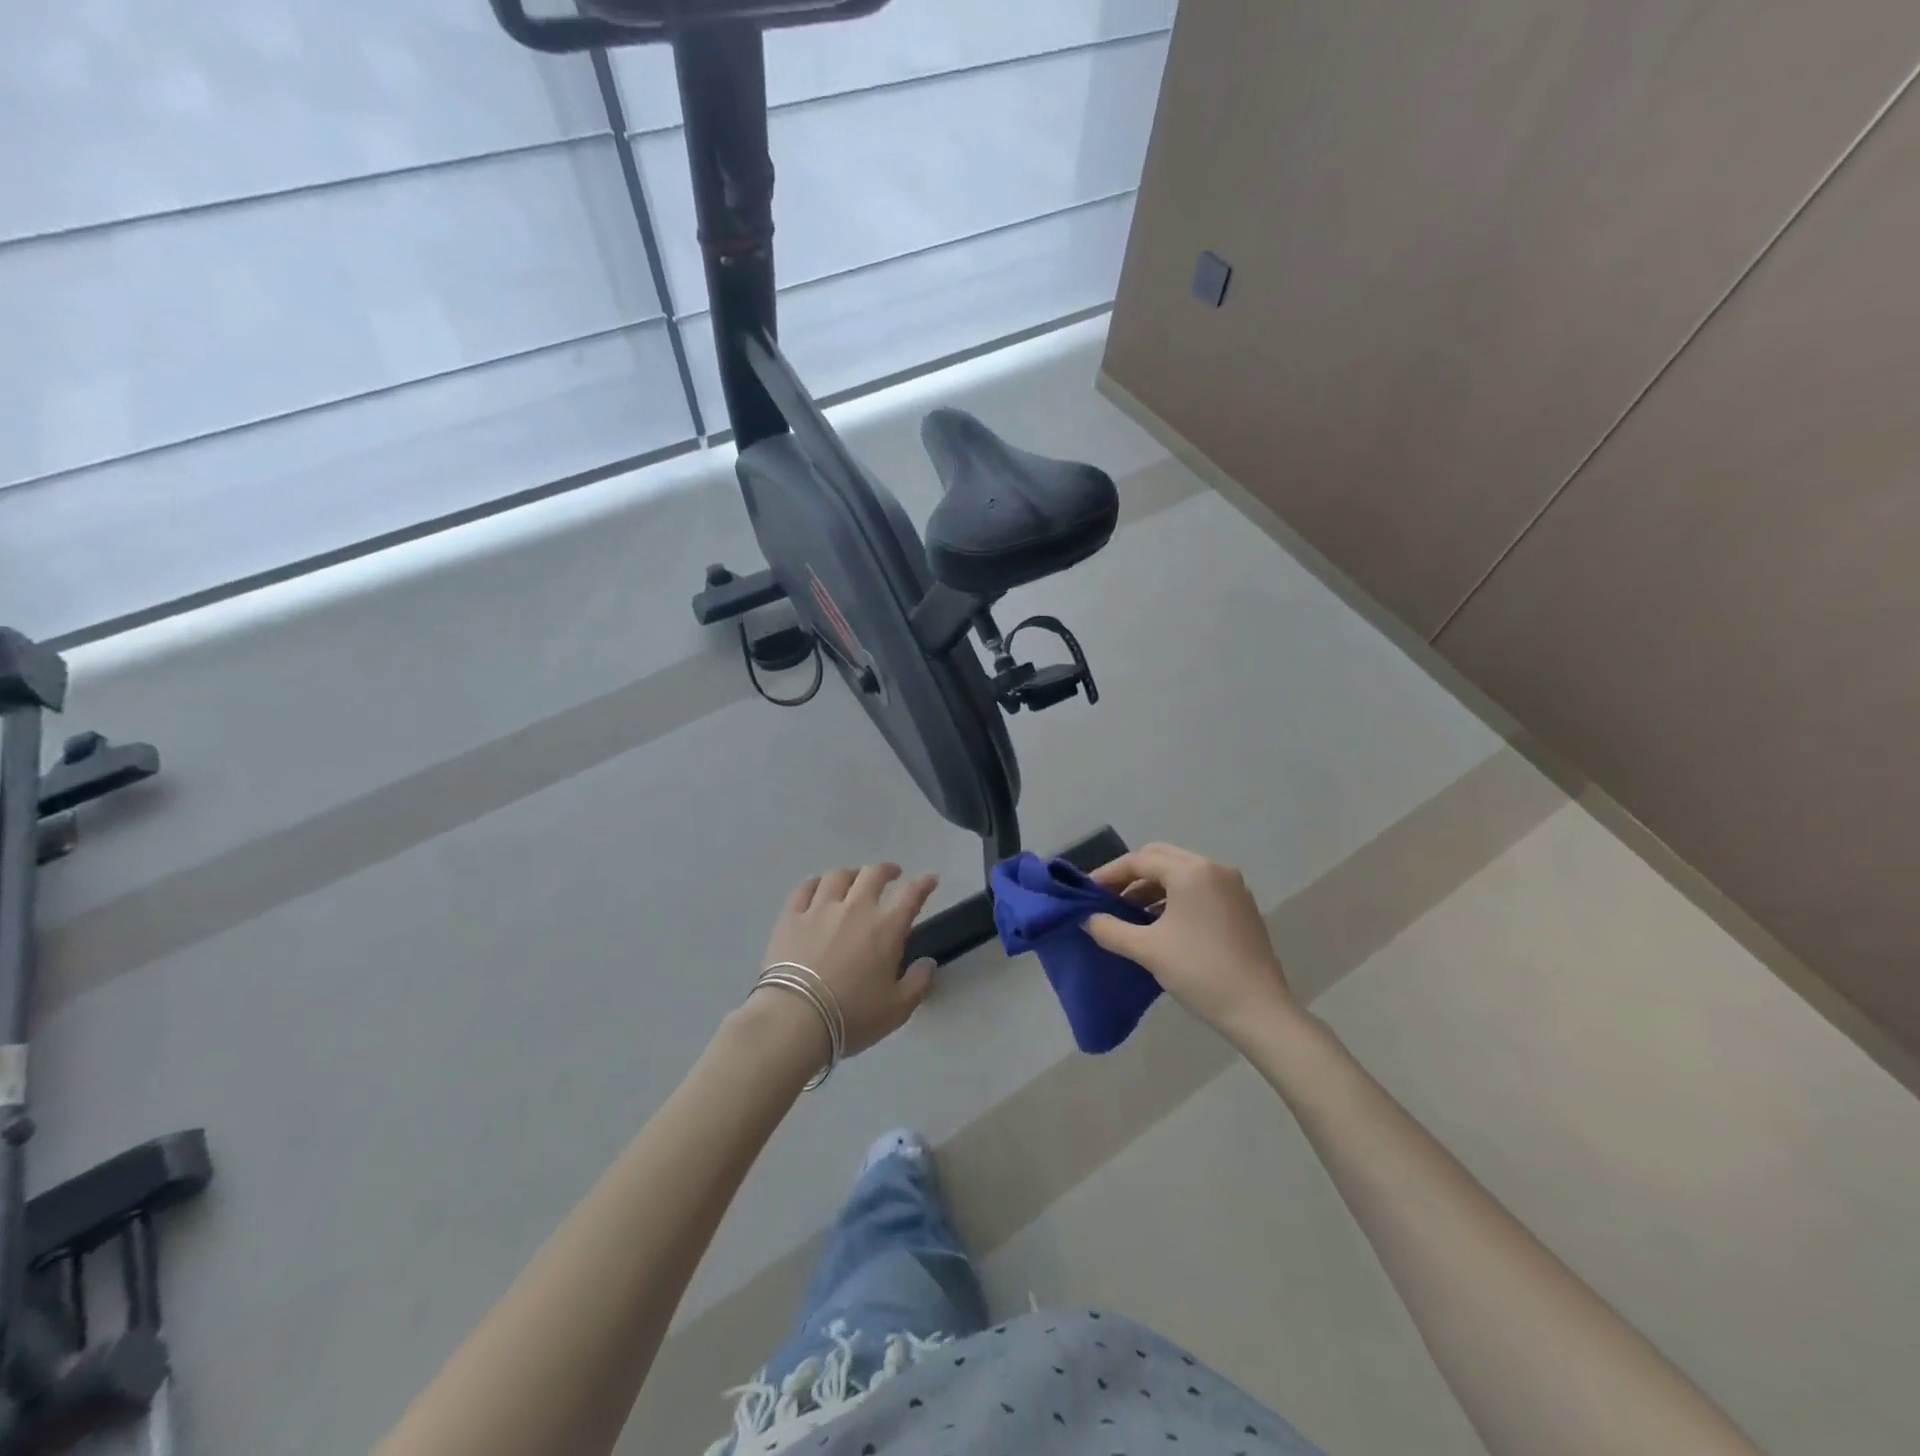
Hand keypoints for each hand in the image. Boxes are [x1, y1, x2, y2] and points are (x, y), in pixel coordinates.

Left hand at [758, 864, 940, 1055]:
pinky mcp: (791, 917)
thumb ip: (918, 982)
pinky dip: (816, 882)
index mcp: (886, 928)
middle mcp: (855, 908)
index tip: (930, 879)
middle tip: (892, 874)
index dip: (924, 884)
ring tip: (854, 878)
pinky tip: (819, 886)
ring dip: (852, 873)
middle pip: (873, 874)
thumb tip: (927, 962)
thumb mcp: (897, 1008)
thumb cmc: (852, 1016)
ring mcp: (820, 909)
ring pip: (838, 876)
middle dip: (887, 870)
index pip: (911, 895)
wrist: (795, 1018)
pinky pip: (805, 888)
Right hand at [1085, 842, 1295, 1035]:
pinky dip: (1175, 898)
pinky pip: (1199, 889)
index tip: (1088, 892)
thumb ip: (1110, 929)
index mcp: (1192, 872)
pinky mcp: (1241, 907)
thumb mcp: (1148, 950)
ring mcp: (1232, 887)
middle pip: (1161, 858)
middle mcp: (1214, 869)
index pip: (1140, 860)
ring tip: (1129, 914)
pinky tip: (1160, 924)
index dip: (1109, 874)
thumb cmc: (1200, 972)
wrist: (1259, 1011)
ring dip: (1152, 887)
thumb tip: (1087, 919)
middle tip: (1108, 898)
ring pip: (1181, 874)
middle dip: (1131, 875)